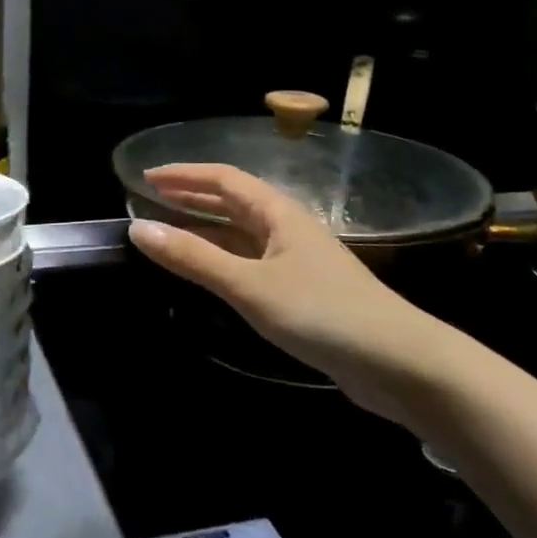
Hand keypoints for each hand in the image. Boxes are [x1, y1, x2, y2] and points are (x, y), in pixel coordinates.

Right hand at [127, 164, 438, 421]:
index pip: (223, 178)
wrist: (398, 362)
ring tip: (170, 230)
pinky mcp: (303, 290)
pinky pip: (252, 261)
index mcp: (278, 212)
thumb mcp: (249, 285)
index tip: (146, 176)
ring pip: (243, 232)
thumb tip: (138, 228)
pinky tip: (210, 271)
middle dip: (193, 196)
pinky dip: (223, 257)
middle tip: (152, 198)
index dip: (184, 175)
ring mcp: (297, 259)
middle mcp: (287, 227)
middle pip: (233, 201)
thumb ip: (194, 258)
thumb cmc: (321, 312)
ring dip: (206, 227)